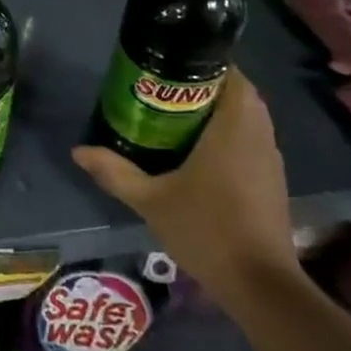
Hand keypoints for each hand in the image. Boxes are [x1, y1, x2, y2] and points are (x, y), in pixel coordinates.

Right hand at [71, 70, 300, 315]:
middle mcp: (258, 137)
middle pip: (239, 95)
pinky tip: (198, 151)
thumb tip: (78, 151)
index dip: (207, 63)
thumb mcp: (150, 200)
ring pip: (248, 119)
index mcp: (233, 129)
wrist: (261, 287)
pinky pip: (251, 141)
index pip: (233, 77)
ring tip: (175, 115)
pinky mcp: (272, 182)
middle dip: (206, 86)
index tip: (173, 63)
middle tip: (165, 89)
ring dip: (219, 111)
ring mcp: (270, 161)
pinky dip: (229, 135)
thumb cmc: (207, 230)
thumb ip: (114, 172)